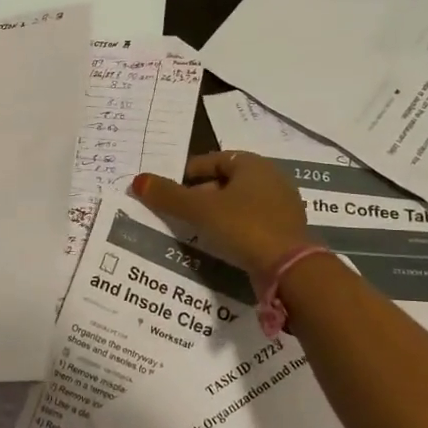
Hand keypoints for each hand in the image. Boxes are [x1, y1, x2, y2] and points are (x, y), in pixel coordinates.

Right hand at [131, 151, 310, 276]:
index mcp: (253, 165)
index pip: (215, 159)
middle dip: (202, 194)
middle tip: (179, 211)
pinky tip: (219, 244)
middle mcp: (272, 179)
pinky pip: (251, 223)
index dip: (190, 171)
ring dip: (217, 213)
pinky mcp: (286, 232)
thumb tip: (138, 180)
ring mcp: (282, 207)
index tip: (171, 188)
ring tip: (195, 229)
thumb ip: (168, 196)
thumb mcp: (199, 210)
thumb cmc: (243, 226)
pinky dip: (233, 229)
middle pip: (227, 181)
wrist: (290, 269)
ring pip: (240, 204)